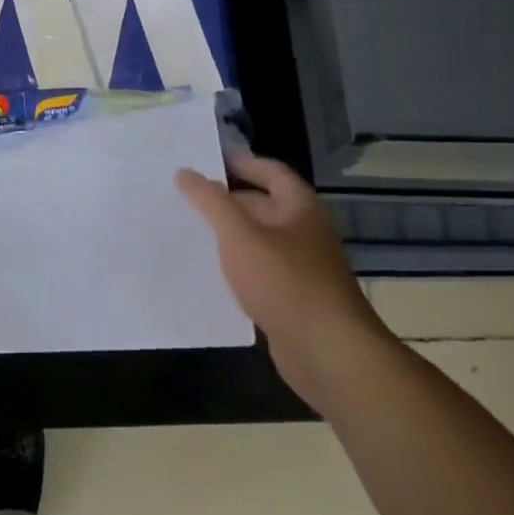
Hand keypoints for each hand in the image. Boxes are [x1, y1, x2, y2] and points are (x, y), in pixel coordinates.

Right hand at [176, 152, 392, 403]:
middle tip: (184, 194)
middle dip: (225, 198)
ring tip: (187, 228)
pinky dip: (235, 266)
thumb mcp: (239, 234)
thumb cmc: (285, 281)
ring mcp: (300, 267)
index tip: (202, 159)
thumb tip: (185, 172)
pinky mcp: (292, 299)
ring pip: (257, 240)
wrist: (328, 355)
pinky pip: (258, 271)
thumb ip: (210, 201)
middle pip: (262, 203)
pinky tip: (207, 271)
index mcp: (299, 206)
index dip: (238, 161)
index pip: (268, 170)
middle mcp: (303, 231)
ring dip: (227, 234)